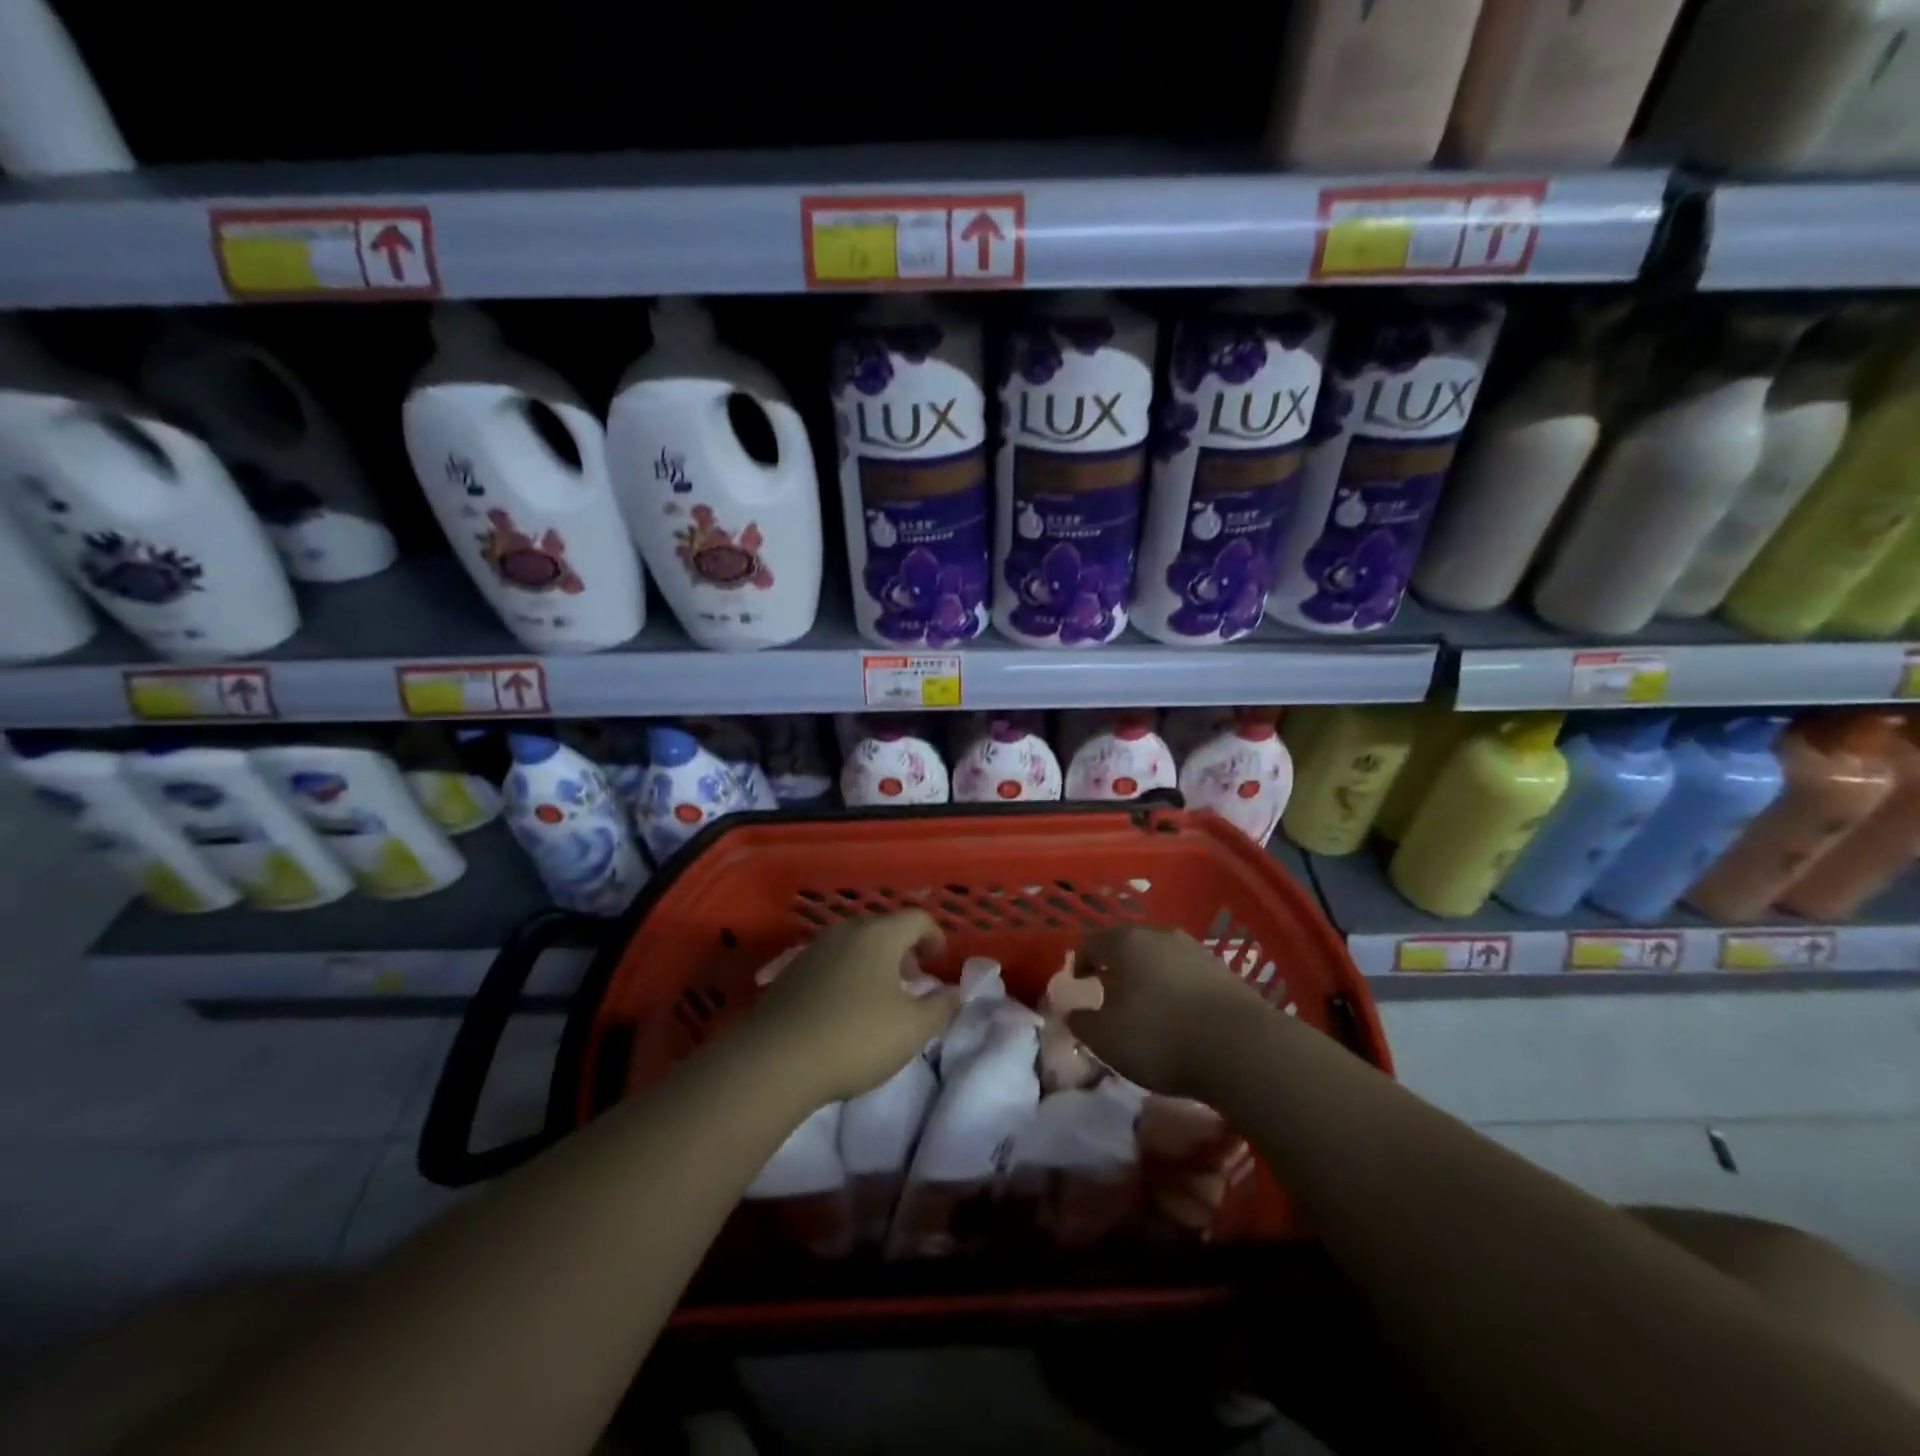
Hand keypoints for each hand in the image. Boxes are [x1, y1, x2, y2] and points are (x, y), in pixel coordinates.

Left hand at [744, 912, 958, 1106]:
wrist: (775, 1061)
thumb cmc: (855, 1038)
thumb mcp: (913, 1029)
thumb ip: (941, 1006)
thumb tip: (953, 991)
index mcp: (879, 934)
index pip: (917, 918)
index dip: (935, 936)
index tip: (938, 963)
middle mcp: (845, 931)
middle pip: (883, 928)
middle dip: (903, 950)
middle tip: (912, 980)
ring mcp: (813, 949)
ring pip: (854, 944)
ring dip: (873, 963)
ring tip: (879, 997)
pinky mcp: (790, 972)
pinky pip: (830, 963)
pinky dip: (846, 974)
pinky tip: (843, 1009)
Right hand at [1066, 926, 1268, 1098]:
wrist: (1241, 1048)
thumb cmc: (1160, 1037)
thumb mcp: (1106, 1039)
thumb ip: (1083, 1023)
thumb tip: (1074, 1013)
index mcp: (1125, 943)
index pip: (1091, 941)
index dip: (1081, 961)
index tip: (1080, 983)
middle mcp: (1158, 935)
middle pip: (1127, 943)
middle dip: (1115, 964)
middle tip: (1109, 992)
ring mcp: (1194, 949)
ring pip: (1159, 955)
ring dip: (1147, 974)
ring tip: (1145, 1004)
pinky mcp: (1222, 970)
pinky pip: (1185, 972)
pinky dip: (1174, 986)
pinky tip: (1179, 1014)